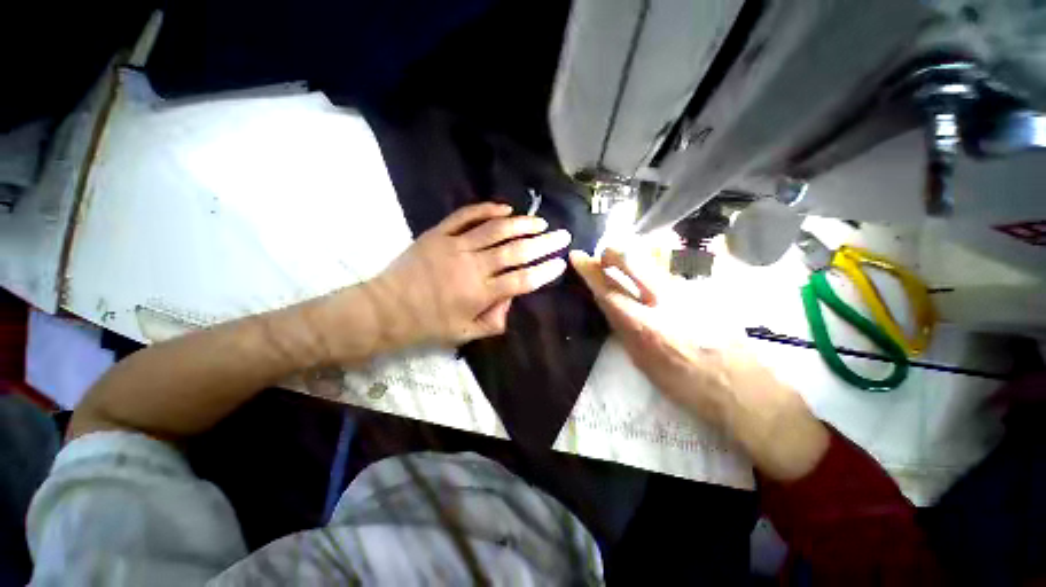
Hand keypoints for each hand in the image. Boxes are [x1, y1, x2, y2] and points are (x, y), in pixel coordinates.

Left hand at [364, 202, 570, 348]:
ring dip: (521, 224)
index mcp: (479, 294)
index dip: (544, 271)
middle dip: (543, 243)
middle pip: (515, 251)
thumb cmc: (428, 325)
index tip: (561, 262)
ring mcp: (454, 246)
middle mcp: (472, 267)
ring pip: (495, 230)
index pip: (521, 280)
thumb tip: (511, 301)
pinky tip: (505, 208)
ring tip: (539, 221)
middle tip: (561, 235)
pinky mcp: (438, 233)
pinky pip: (465, 216)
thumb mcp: (465, 333)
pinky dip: (486, 209)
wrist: (387, 308)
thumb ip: (494, 321)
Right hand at [570, 247, 827, 479]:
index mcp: (646, 326)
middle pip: (632, 260)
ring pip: (651, 265)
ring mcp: (688, 292)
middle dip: (612, 253)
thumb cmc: (686, 384)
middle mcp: (666, 300)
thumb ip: (623, 329)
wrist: (742, 387)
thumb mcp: (643, 363)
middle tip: (603, 258)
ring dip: (633, 266)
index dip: (589, 271)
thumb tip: (609, 304)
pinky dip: (653, 278)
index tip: (577, 256)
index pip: (609, 290)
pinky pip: (667, 276)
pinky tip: (656, 295)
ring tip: (627, 278)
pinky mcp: (703, 291)